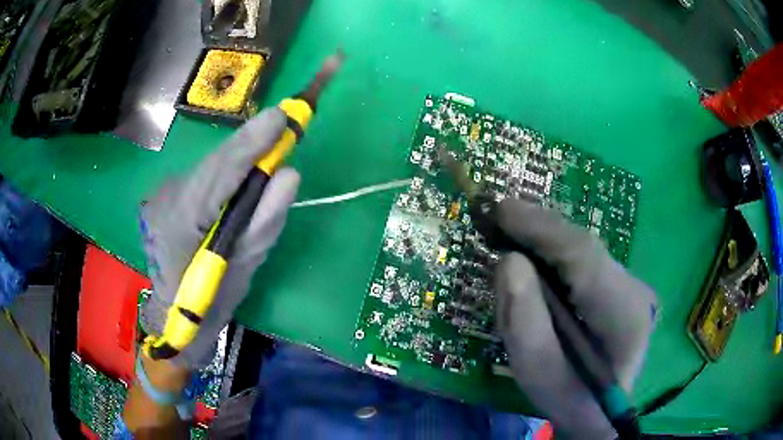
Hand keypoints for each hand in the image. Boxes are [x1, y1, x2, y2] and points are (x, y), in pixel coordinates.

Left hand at [139, 108, 299, 368]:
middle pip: (216, 160)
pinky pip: (206, 175)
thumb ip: (264, 221)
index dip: (252, 141)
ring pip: (211, 165)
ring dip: (241, 153)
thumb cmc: (208, 302)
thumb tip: (289, 175)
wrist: (172, 313)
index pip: (221, 170)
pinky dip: (229, 169)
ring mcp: (165, 193)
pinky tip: (243, 168)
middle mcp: (169, 197)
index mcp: (184, 219)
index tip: (283, 117)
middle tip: (286, 123)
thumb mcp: (243, 269)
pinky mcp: (168, 193)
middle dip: (251, 141)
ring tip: (270, 141)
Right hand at [493, 199, 656, 439]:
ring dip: (542, 237)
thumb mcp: (542, 379)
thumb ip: (526, 327)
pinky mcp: (618, 285)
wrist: (603, 412)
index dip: (541, 228)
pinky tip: (530, 251)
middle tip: (493, 216)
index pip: (584, 257)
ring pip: (581, 249)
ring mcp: (630, 284)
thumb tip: (508, 261)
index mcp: (624, 315)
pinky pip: (581, 259)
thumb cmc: (572, 403)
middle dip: (537, 228)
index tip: (499, 210)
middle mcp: (634, 289)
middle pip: (583, 246)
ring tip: (506, 229)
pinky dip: (551, 251)